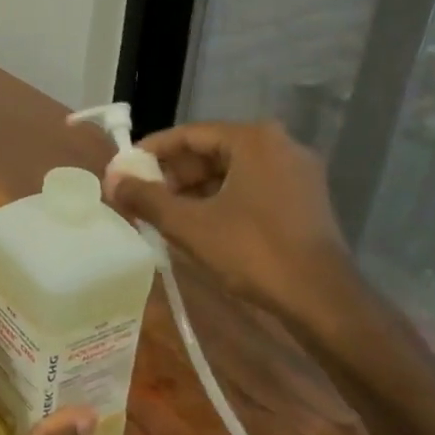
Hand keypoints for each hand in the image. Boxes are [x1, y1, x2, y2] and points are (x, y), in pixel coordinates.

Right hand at [104, 121, 355, 336]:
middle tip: (142, 197)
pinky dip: (220, 201)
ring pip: (230, 172)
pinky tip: (198, 225)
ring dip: (194, 190)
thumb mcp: (189, 224)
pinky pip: (250, 188)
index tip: (125, 171)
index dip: (151, 152)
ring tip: (163, 215)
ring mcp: (296, 173)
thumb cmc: (253, 252)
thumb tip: (111, 181)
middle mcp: (279, 145)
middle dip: (172, 175)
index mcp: (253, 139)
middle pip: (210, 151)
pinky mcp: (304, 199)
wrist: (323, 300)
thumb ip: (146, 198)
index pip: (189, 134)